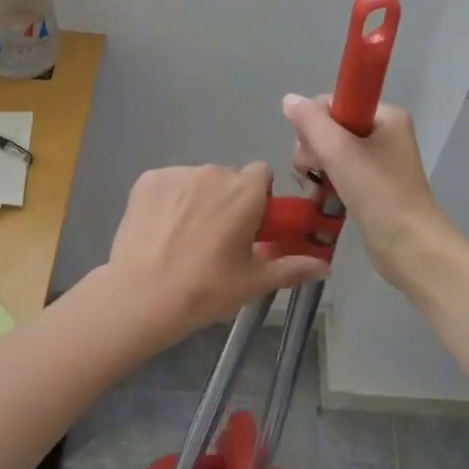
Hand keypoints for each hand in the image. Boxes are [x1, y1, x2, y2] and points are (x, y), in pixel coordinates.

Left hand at [105, 163, 330, 339]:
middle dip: (226, 201)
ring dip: (197, 199)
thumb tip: (326, 268)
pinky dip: (167, 201)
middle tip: (216, 240)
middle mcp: (213, 172)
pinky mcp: (147, 180)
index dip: (258, 198)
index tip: (249, 225)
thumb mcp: (254, 282)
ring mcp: (177, 174)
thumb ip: (293, 268)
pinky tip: (159, 231)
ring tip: (183, 239)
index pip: (261, 174)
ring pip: (196, 180)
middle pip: (228, 178)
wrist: (142, 296)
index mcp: (245, 192)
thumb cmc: (206, 289)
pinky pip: (167, 184)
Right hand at [282, 95, 450, 288]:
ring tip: (315, 188)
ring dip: (315, 168)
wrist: (410, 246)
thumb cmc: (378, 193)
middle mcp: (384, 133)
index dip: (314, 123)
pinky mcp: (372, 186)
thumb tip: (288, 99)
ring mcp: (379, 161)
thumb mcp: (339, 151)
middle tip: (313, 172)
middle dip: (312, 149)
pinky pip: (338, 173)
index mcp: (385, 115)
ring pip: (329, 152)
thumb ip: (310, 122)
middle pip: (329, 127)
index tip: (311, 149)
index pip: (334, 103)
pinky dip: (325, 182)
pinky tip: (320, 197)